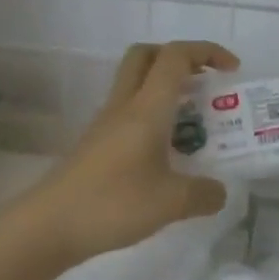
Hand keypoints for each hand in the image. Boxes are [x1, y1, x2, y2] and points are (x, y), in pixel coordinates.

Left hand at [28, 40, 239, 265]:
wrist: (46, 227)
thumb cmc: (112, 203)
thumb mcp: (171, 202)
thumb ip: (203, 194)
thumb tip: (219, 192)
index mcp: (147, 107)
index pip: (176, 56)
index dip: (207, 52)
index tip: (232, 70)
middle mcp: (125, 105)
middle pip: (147, 55)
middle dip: (180, 58)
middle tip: (204, 82)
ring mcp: (106, 124)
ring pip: (136, 83)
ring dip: (166, 89)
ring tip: (193, 122)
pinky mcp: (97, 144)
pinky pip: (129, 112)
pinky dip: (153, 116)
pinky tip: (167, 151)